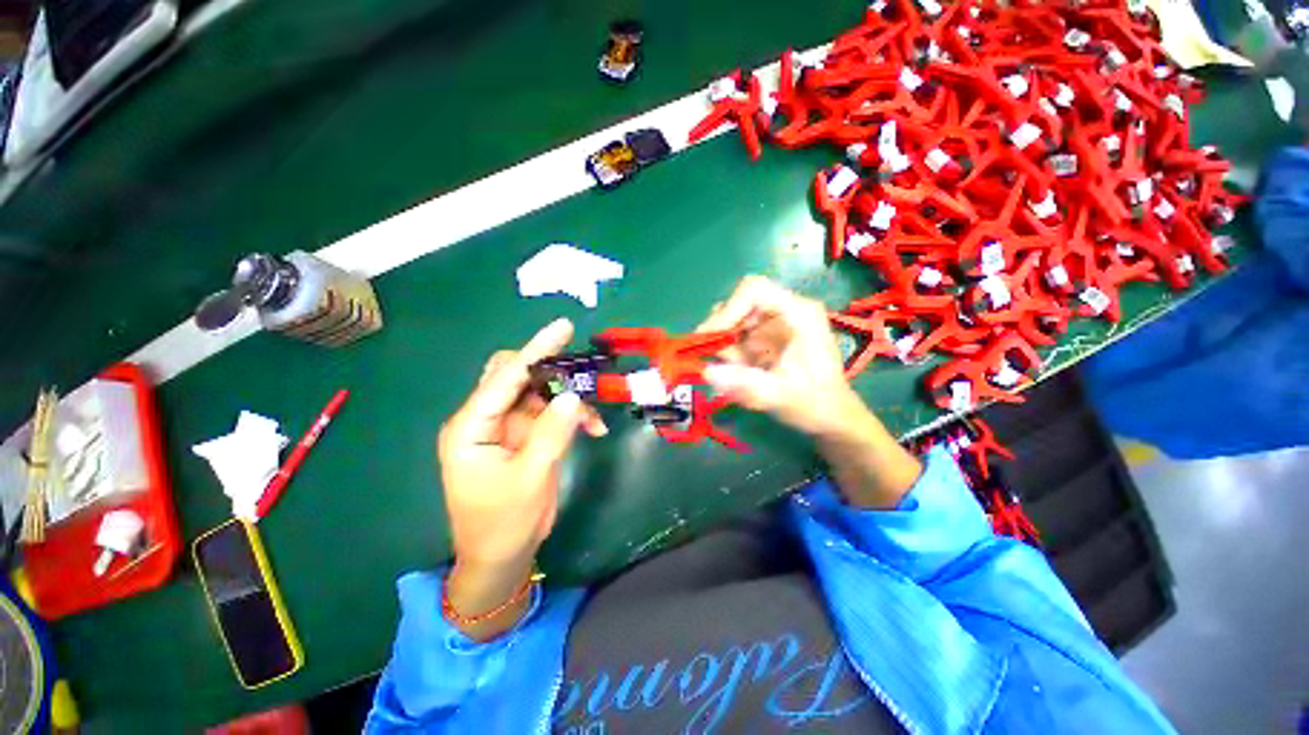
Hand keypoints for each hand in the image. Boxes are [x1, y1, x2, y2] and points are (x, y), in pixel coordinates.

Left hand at [437, 318, 605, 637]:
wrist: (501, 556)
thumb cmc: (503, 523)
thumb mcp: (529, 479)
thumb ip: (551, 434)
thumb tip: (571, 396)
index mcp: (471, 427)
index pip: (504, 377)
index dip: (536, 350)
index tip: (563, 327)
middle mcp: (485, 419)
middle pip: (516, 376)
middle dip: (552, 372)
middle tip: (582, 375)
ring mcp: (505, 426)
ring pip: (538, 393)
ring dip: (567, 399)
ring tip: (592, 419)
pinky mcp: (523, 435)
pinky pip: (550, 412)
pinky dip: (571, 415)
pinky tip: (594, 429)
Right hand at [695, 275, 863, 438]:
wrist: (830, 416)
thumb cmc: (815, 403)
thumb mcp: (781, 396)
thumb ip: (745, 385)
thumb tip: (707, 372)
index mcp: (798, 313)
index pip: (754, 290)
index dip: (728, 309)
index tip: (711, 337)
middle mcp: (784, 311)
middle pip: (739, 305)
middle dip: (721, 331)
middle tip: (712, 357)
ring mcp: (772, 325)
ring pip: (734, 322)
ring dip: (724, 346)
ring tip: (733, 371)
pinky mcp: (764, 338)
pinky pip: (736, 338)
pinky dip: (729, 355)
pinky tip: (739, 373)